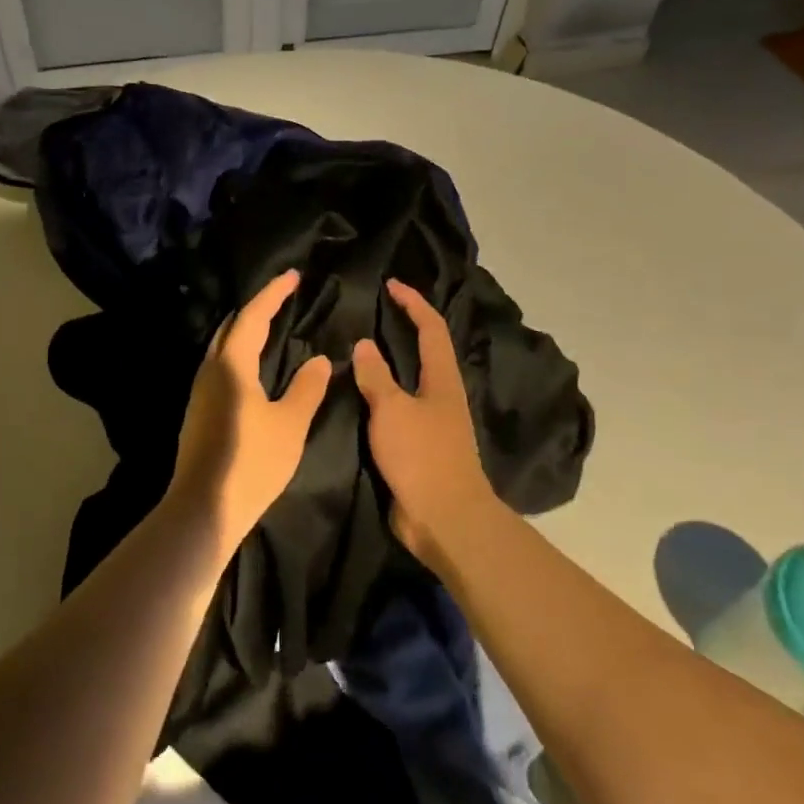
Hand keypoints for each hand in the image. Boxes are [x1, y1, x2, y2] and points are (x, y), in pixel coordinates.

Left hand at [166, 270, 332, 553]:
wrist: (204, 508)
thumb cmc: (252, 462)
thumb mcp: (290, 424)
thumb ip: (307, 388)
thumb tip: (319, 358)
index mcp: (232, 364)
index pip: (253, 316)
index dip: (273, 293)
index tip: (292, 276)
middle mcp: (210, 369)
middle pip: (232, 327)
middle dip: (257, 308)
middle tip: (283, 298)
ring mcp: (199, 391)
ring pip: (222, 347)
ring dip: (245, 331)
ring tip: (271, 327)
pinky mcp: (198, 411)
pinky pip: (220, 366)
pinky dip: (239, 354)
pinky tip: (253, 367)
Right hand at [352, 280, 498, 568]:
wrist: (445, 517)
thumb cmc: (421, 456)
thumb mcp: (392, 409)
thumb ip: (376, 376)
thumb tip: (364, 344)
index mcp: (442, 379)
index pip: (431, 328)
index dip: (413, 303)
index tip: (391, 286)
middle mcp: (442, 395)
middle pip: (426, 351)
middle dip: (405, 328)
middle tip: (373, 314)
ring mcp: (433, 422)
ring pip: (411, 380)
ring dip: (391, 362)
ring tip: (359, 351)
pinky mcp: (421, 446)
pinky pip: (399, 408)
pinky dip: (382, 394)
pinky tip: (360, 397)